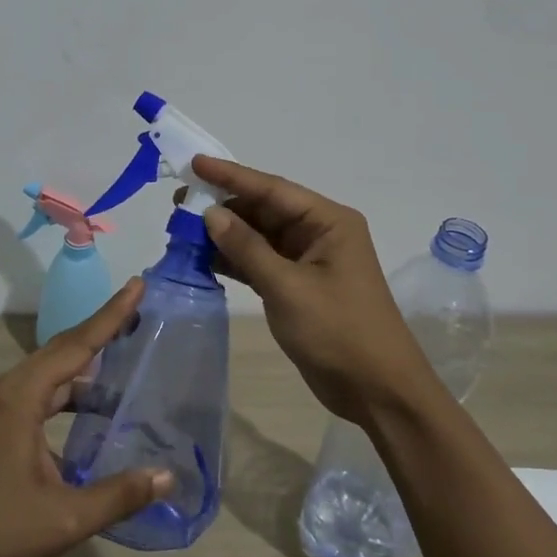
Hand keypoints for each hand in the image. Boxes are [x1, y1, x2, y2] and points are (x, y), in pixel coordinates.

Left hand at [0, 280, 171, 556]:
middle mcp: (9, 390)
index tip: (138, 285)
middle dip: (102, 329)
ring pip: (50, 373)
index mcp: (21, 396)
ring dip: (85, 365)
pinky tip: (92, 412)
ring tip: (125, 358)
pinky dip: (69, 392)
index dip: (111, 315)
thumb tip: (167, 476)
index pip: (77, 344)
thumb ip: (118, 495)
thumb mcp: (64, 519)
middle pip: (63, 348)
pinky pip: (40, 393)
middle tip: (139, 311)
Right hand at [194, 156, 432, 424]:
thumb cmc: (339, 331)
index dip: (231, 176)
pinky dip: (233, 260)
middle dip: (222, 206)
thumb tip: (210, 213)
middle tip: (178, 202)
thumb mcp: (288, 287)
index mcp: (328, 221)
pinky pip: (259, 262)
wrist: (378, 392)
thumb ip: (247, 248)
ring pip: (258, 236)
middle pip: (263, 210)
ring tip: (181, 229)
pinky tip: (202, 258)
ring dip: (224, 234)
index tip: (194, 164)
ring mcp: (307, 260)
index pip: (272, 189)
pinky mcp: (297, 286)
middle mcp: (318, 233)